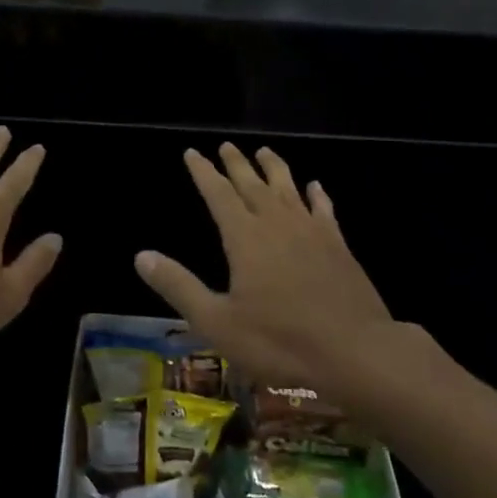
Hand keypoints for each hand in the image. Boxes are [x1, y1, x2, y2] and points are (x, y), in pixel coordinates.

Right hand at [135, 144, 397, 393]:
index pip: (218, 194)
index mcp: (245, 238)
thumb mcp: (217, 321)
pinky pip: (324, 209)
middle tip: (226, 145)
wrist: (355, 352)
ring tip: (264, 152)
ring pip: (289, 189)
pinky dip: (317, 195)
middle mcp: (277, 224)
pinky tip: (315, 187)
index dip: (204, 173)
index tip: (193, 153)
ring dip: (274, 168)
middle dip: (237, 164)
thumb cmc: (279, 341)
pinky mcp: (339, 246)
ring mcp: (311, 232)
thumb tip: (141, 256)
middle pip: (253, 184)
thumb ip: (179, 286)